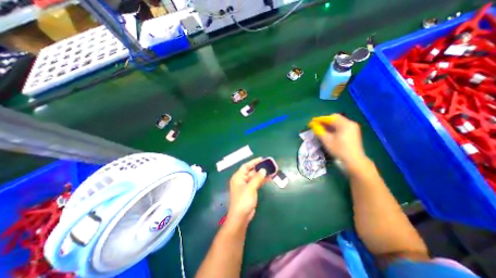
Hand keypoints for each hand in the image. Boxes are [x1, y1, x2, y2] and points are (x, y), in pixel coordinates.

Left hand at [227, 157, 266, 224]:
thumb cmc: (243, 200)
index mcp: (238, 177)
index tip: (262, 159)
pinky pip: (256, 183)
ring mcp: (246, 186)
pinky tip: (268, 178)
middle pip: (251, 171)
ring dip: (262, 175)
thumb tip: (263, 170)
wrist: (241, 217)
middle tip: (269, 165)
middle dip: (260, 169)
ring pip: (255, 177)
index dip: (253, 162)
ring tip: (271, 171)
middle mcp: (241, 180)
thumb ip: (257, 178)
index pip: (246, 166)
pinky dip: (261, 180)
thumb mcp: (250, 188)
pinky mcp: (250, 191)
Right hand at [309, 113, 365, 165]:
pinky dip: (334, 128)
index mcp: (344, 124)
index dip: (319, 119)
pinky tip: (329, 133)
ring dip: (329, 125)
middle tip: (316, 125)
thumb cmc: (339, 150)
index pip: (330, 118)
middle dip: (325, 121)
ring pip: (338, 122)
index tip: (312, 122)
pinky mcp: (353, 133)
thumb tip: (314, 125)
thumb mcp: (326, 140)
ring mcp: (353, 128)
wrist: (353, 161)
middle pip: (335, 118)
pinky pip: (341, 127)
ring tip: (321, 129)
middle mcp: (350, 123)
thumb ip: (319, 131)